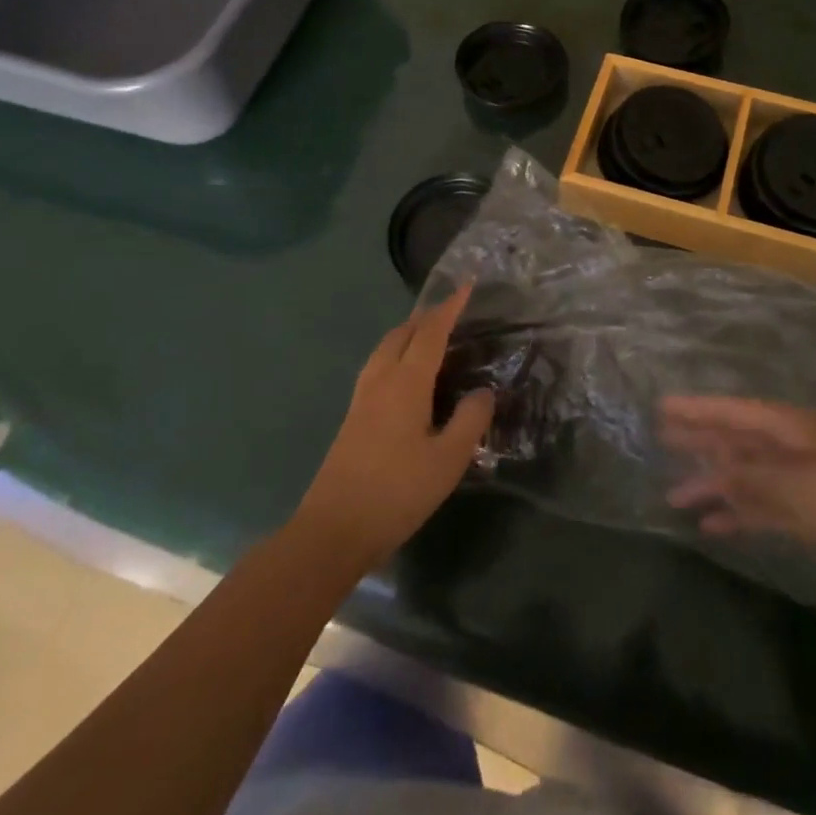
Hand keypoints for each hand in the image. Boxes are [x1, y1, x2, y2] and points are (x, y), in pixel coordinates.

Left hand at [294, 288, 493, 570]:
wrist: (333, 530)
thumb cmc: (396, 492)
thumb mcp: (448, 460)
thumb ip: (470, 420)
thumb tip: (483, 391)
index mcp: (406, 382)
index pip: (431, 332)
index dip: (450, 307)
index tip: (467, 284)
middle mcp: (381, 379)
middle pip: (402, 332)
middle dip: (428, 316)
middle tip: (453, 311)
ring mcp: (361, 398)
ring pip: (386, 347)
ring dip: (409, 332)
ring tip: (431, 336)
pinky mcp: (353, 417)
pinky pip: (378, 365)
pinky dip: (397, 352)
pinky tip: (407, 375)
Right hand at [660, 396, 815, 601]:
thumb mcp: (804, 491)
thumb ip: (754, 480)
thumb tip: (710, 470)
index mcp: (794, 429)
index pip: (736, 412)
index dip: (699, 409)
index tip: (663, 405)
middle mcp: (792, 448)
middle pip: (736, 439)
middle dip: (699, 440)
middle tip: (658, 437)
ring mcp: (800, 480)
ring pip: (745, 476)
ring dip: (712, 484)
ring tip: (674, 496)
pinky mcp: (807, 513)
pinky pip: (761, 507)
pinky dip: (737, 514)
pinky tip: (712, 525)